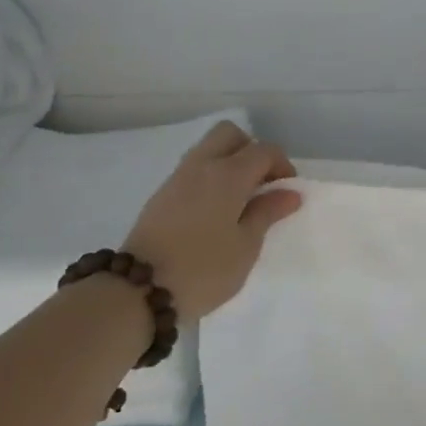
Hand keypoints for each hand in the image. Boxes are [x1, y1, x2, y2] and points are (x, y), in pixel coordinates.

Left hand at [123, 122, 303, 320]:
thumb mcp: (246, 246)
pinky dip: (210, 178)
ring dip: (229, 163)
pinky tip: (215, 211)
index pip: (264, 150)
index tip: (287, 192)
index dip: (282, 165)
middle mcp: (202, 166)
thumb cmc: (203, 269)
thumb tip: (289, 193)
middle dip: (251, 150)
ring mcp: (176, 179)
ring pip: (208, 150)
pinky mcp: (160, 196)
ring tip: (240, 200)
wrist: (136, 291)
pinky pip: (193, 170)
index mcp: (229, 174)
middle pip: (230, 134)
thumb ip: (267, 213)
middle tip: (261, 183)